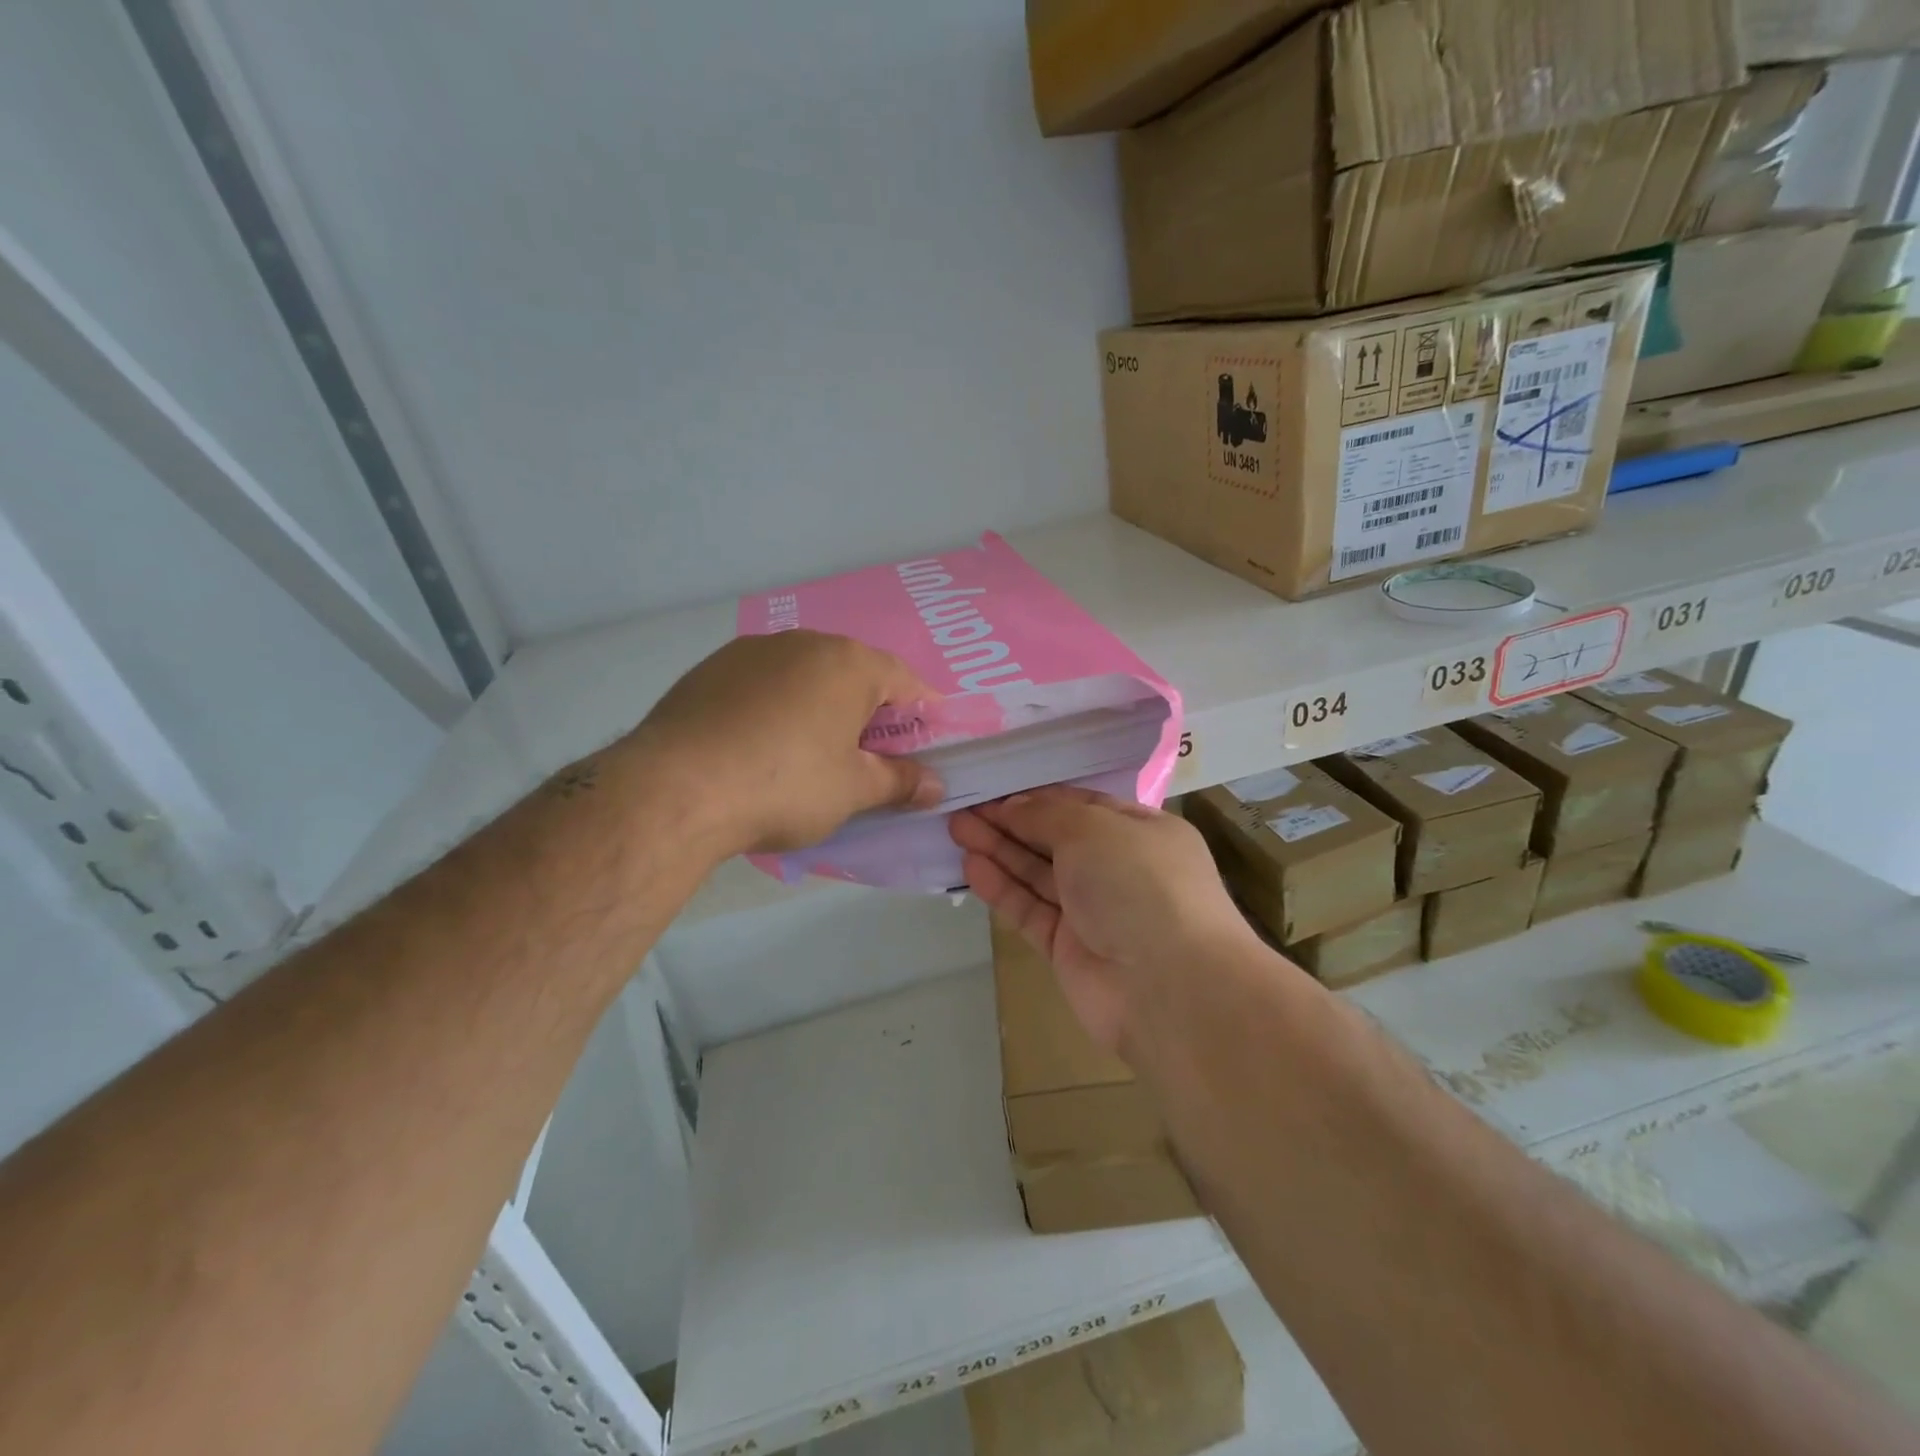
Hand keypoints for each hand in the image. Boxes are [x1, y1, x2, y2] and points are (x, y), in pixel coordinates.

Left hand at [635, 631, 942, 855]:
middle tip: (871, 754)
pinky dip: (776, 707)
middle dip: (869, 710)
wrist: (675, 789)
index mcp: (848, 663)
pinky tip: (762, 745)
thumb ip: (899, 782)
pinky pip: (763, 684)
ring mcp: (751, 651)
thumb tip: (936, 785)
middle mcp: (803, 643)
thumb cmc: (785, 785)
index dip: (922, 712)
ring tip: (813, 751)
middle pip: (853, 673)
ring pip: (804, 675)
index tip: (928, 741)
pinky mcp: (710, 669)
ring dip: (820, 706)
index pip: (904, 681)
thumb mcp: (852, 791)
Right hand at [950, 787, 1258, 1053]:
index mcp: (1142, 832)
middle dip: (1011, 822)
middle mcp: (1119, 868)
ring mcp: (1094, 911)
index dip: (1038, 797)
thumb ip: (1047, 815)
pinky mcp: (1068, 948)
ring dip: (1000, 851)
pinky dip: (1003, 889)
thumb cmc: (1140, 884)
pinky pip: (1030, 910)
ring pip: (1038, 874)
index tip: (995, 788)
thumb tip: (1012, 806)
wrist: (1168, 987)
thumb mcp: (1094, 829)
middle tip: (963, 808)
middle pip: (1055, 839)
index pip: (1083, 805)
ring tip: (956, 829)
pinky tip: (971, 867)